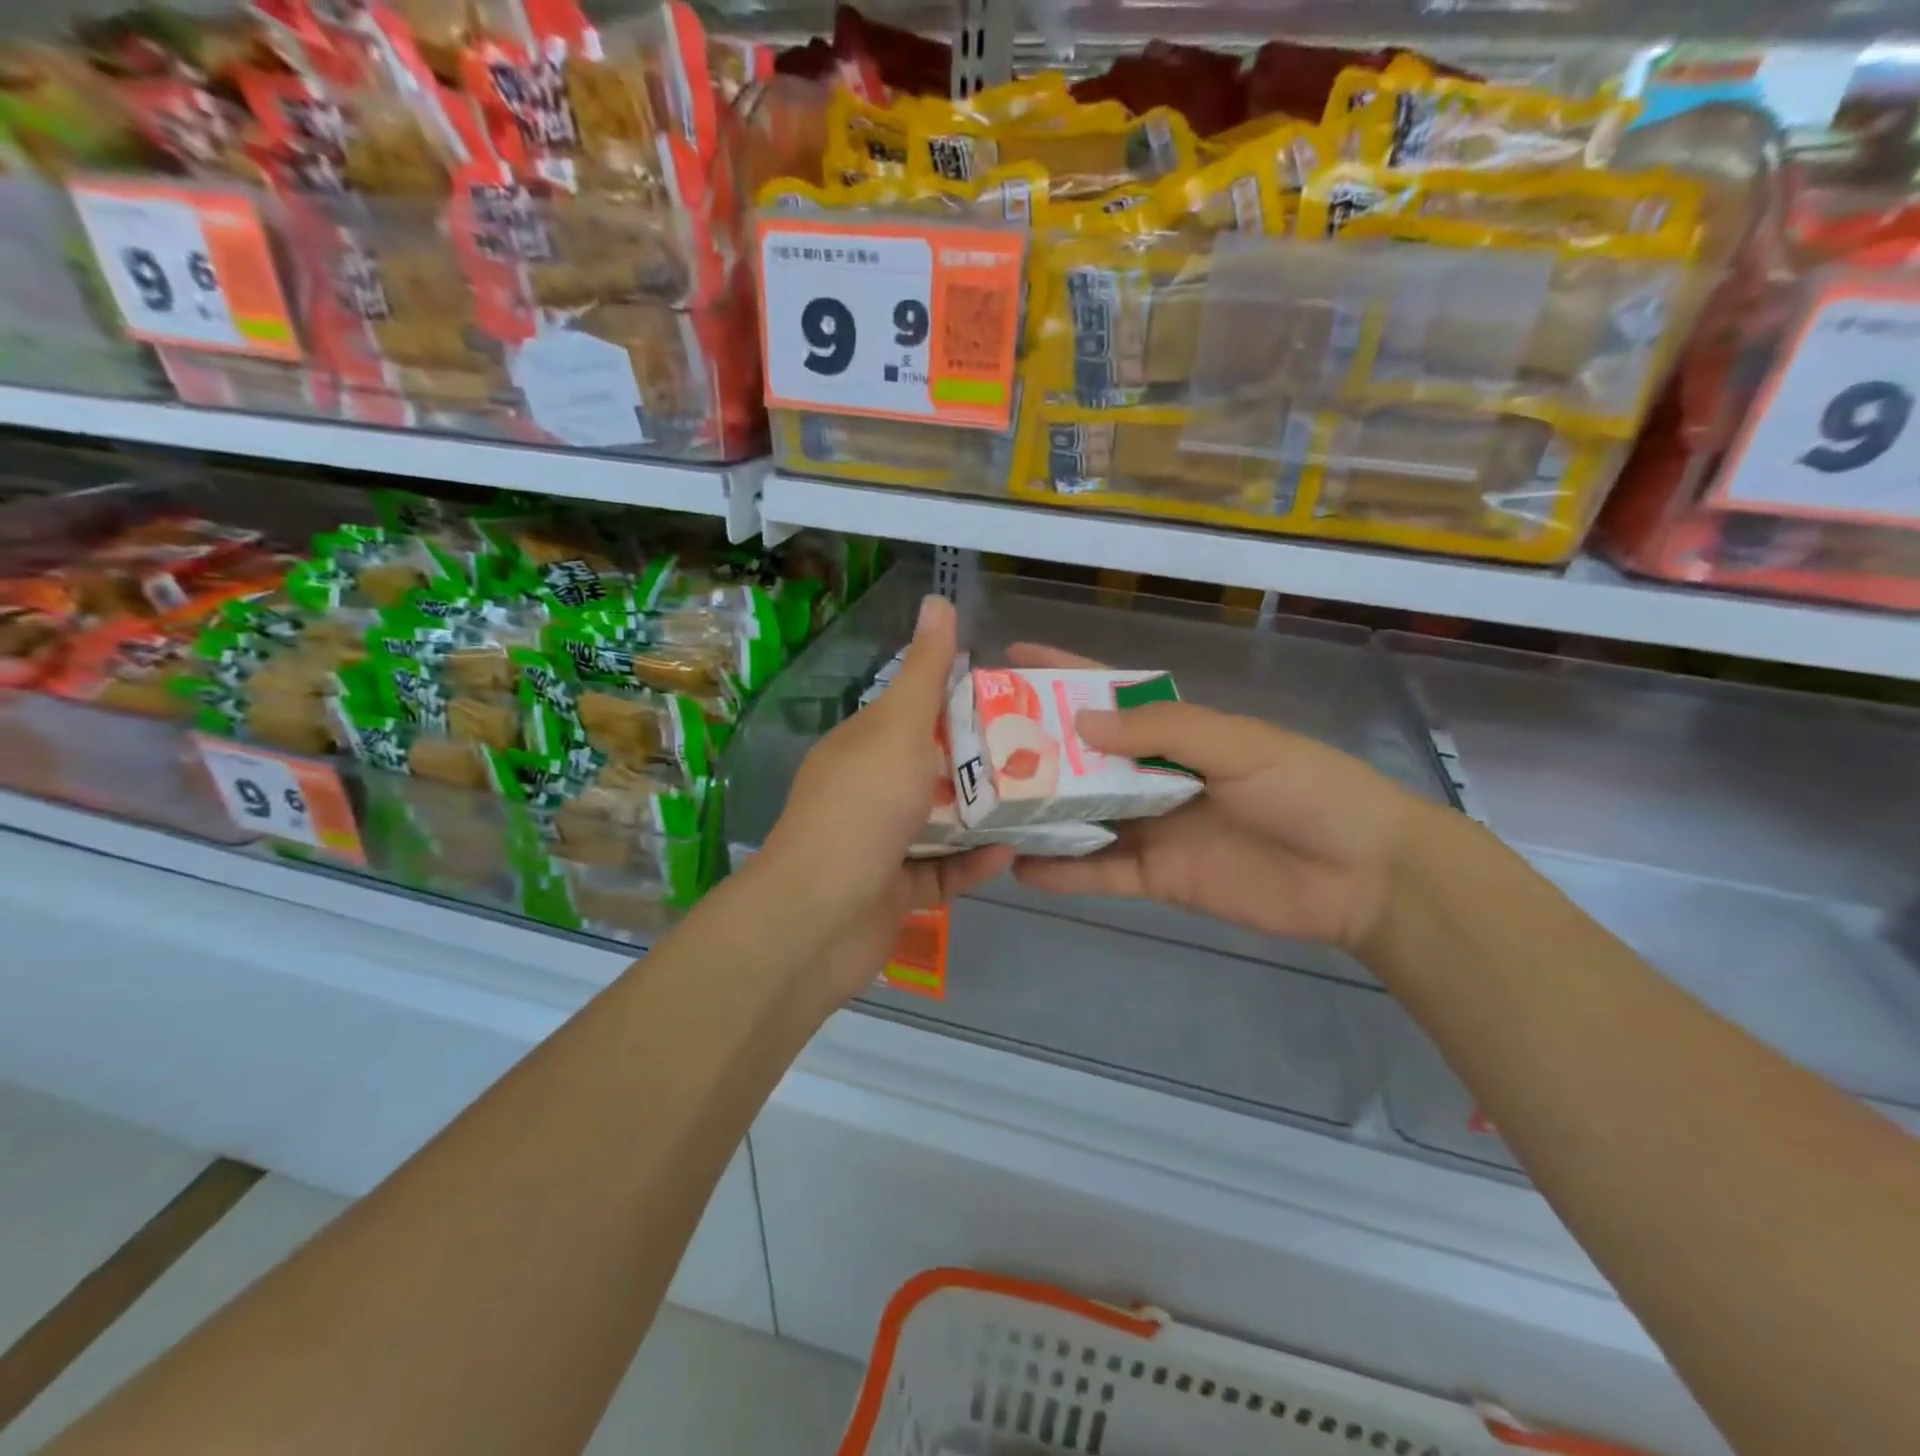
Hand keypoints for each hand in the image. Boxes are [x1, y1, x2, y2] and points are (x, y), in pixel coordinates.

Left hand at [752, 595, 1012, 1003]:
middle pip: (929, 771)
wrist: (821, 916)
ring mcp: (878, 844)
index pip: (911, 714)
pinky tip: (1010, 854)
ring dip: (981, 816)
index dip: (957, 703)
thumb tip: (938, 598)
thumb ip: (924, 671)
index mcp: (860, 748)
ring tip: (1036, 802)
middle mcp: (865, 792)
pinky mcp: (893, 892)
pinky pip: (940, 872)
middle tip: (1039, 755)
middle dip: (980, 765)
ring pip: (938, 824)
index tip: (1011, 700)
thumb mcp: (898, 728)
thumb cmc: (863, 808)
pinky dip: (971, 863)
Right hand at [1006, 645, 1417, 953]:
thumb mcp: (1239, 744)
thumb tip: (1081, 721)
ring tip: (985, 812)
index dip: (1062, 674)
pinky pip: (1101, 873)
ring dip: (1040, 814)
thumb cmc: (1307, 789)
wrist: (1363, 875)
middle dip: (1034, 749)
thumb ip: (1162, 730)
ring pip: (1083, 817)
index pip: (1109, 692)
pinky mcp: (1158, 878)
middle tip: (977, 747)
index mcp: (1177, 731)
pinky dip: (1065, 873)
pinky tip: (1022, 872)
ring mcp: (1154, 828)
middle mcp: (1155, 775)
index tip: (1011, 659)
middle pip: (1083, 758)